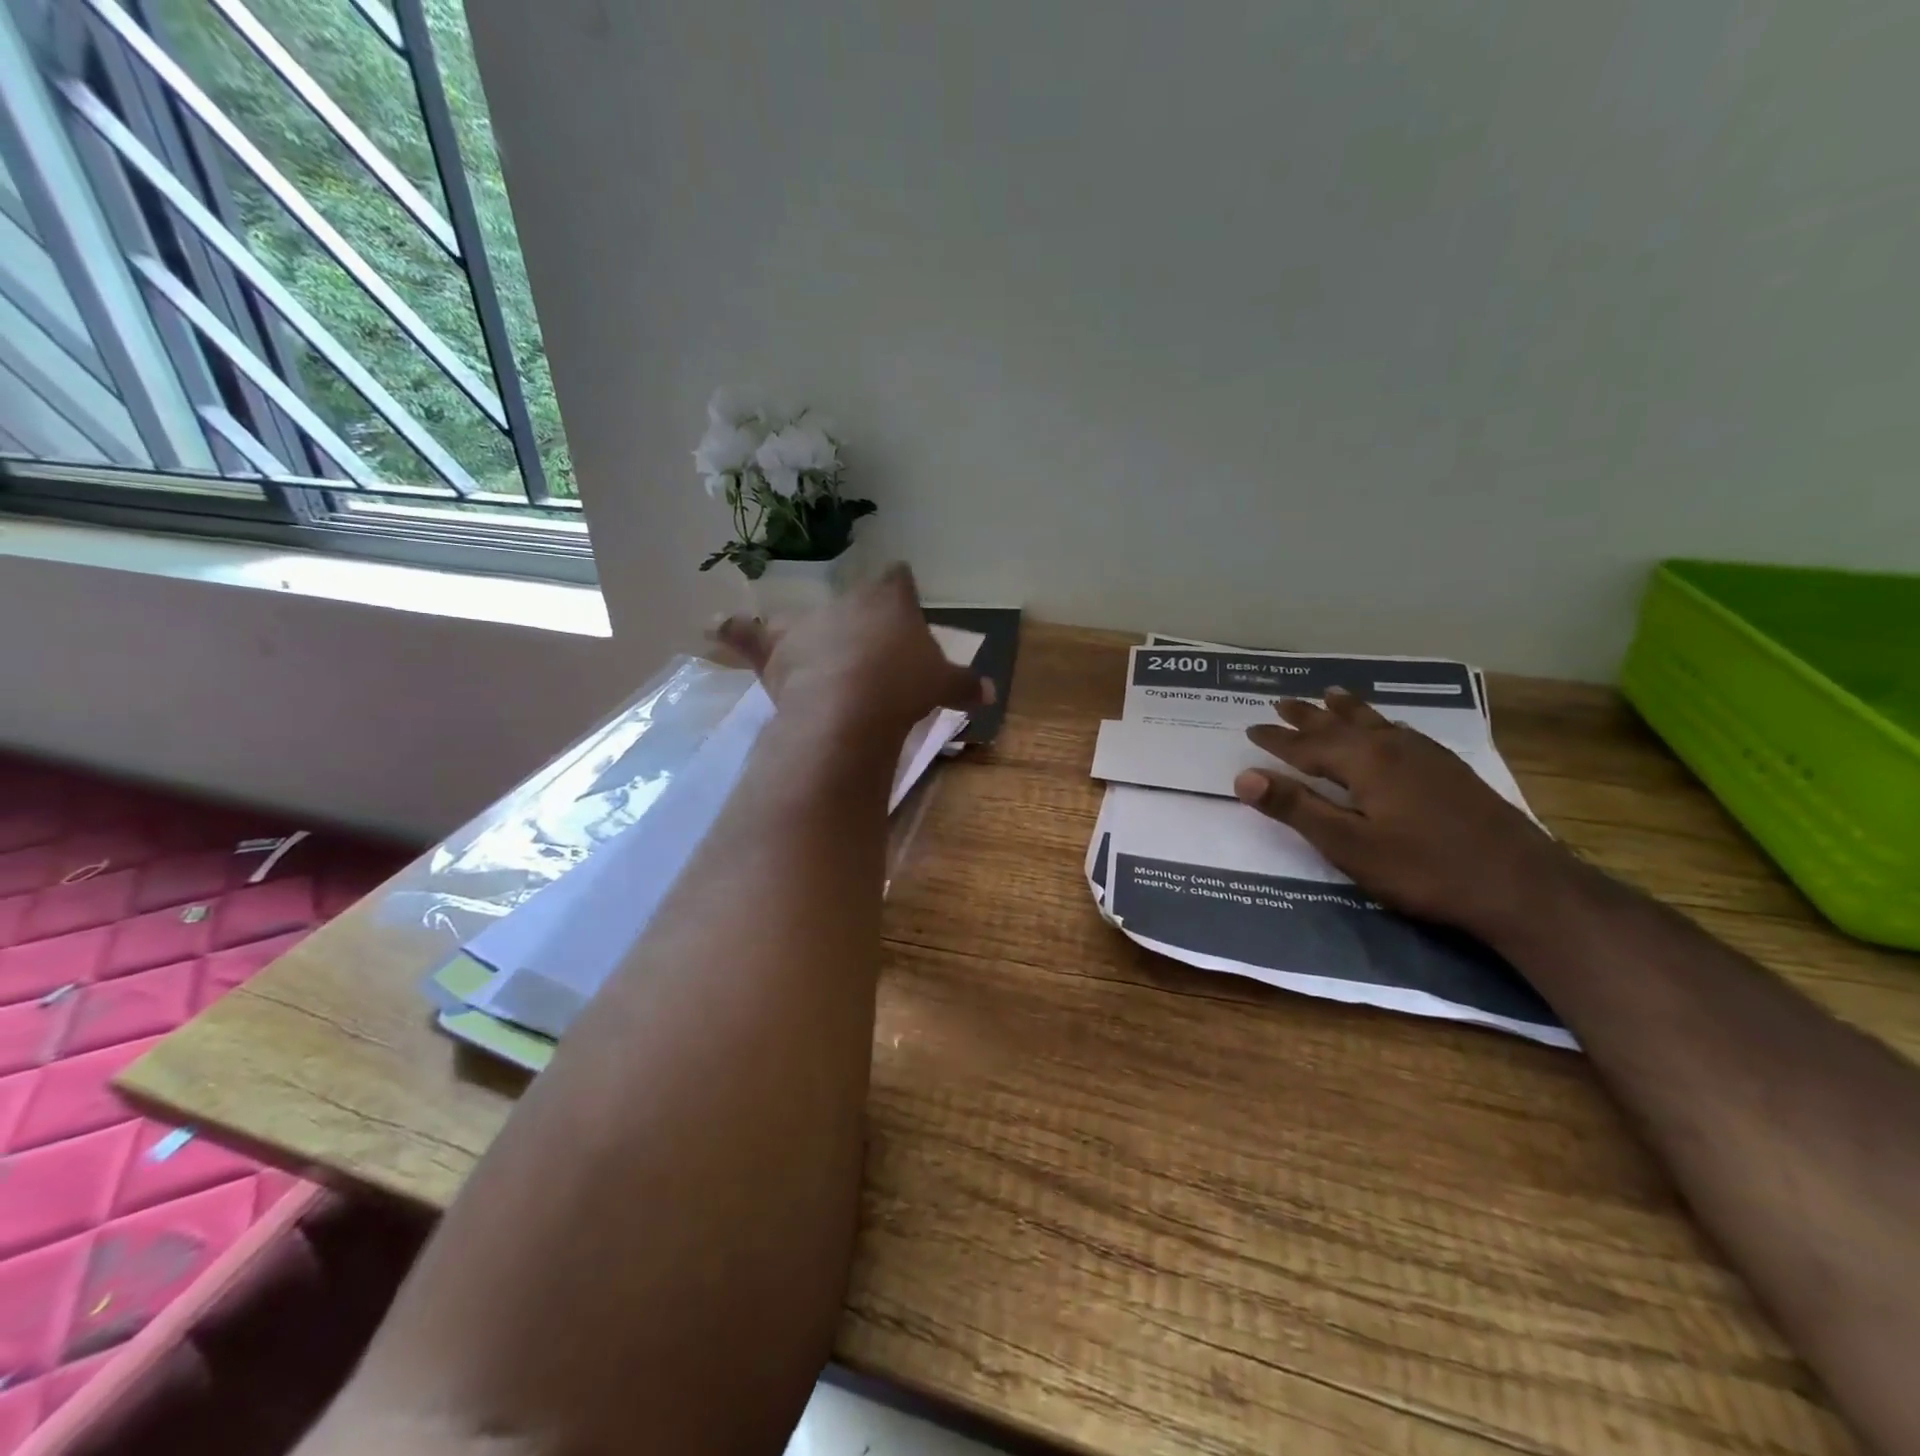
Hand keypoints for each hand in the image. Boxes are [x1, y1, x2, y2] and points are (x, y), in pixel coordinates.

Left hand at [714, 564, 992, 742]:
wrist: (852, 704)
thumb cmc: (903, 685)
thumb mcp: (942, 685)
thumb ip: (965, 684)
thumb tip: (991, 693)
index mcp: (890, 600)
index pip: (898, 580)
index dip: (902, 590)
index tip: (904, 602)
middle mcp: (847, 602)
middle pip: (855, 603)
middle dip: (862, 623)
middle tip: (872, 652)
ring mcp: (808, 623)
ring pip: (809, 620)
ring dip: (815, 635)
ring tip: (820, 655)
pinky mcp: (776, 649)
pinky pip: (747, 635)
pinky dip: (731, 631)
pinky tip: (712, 626)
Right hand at [1234, 689, 1576, 942]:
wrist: (1522, 886)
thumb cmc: (1422, 868)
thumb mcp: (1347, 844)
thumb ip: (1295, 808)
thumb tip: (1243, 775)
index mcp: (1365, 761)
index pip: (1307, 745)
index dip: (1277, 739)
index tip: (1251, 728)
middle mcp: (1394, 747)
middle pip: (1341, 724)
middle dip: (1308, 715)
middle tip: (1282, 701)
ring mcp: (1428, 757)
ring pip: (1376, 722)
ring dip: (1347, 710)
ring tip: (1331, 694)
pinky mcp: (1451, 771)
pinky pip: (1402, 731)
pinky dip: (1381, 722)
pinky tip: (1389, 729)